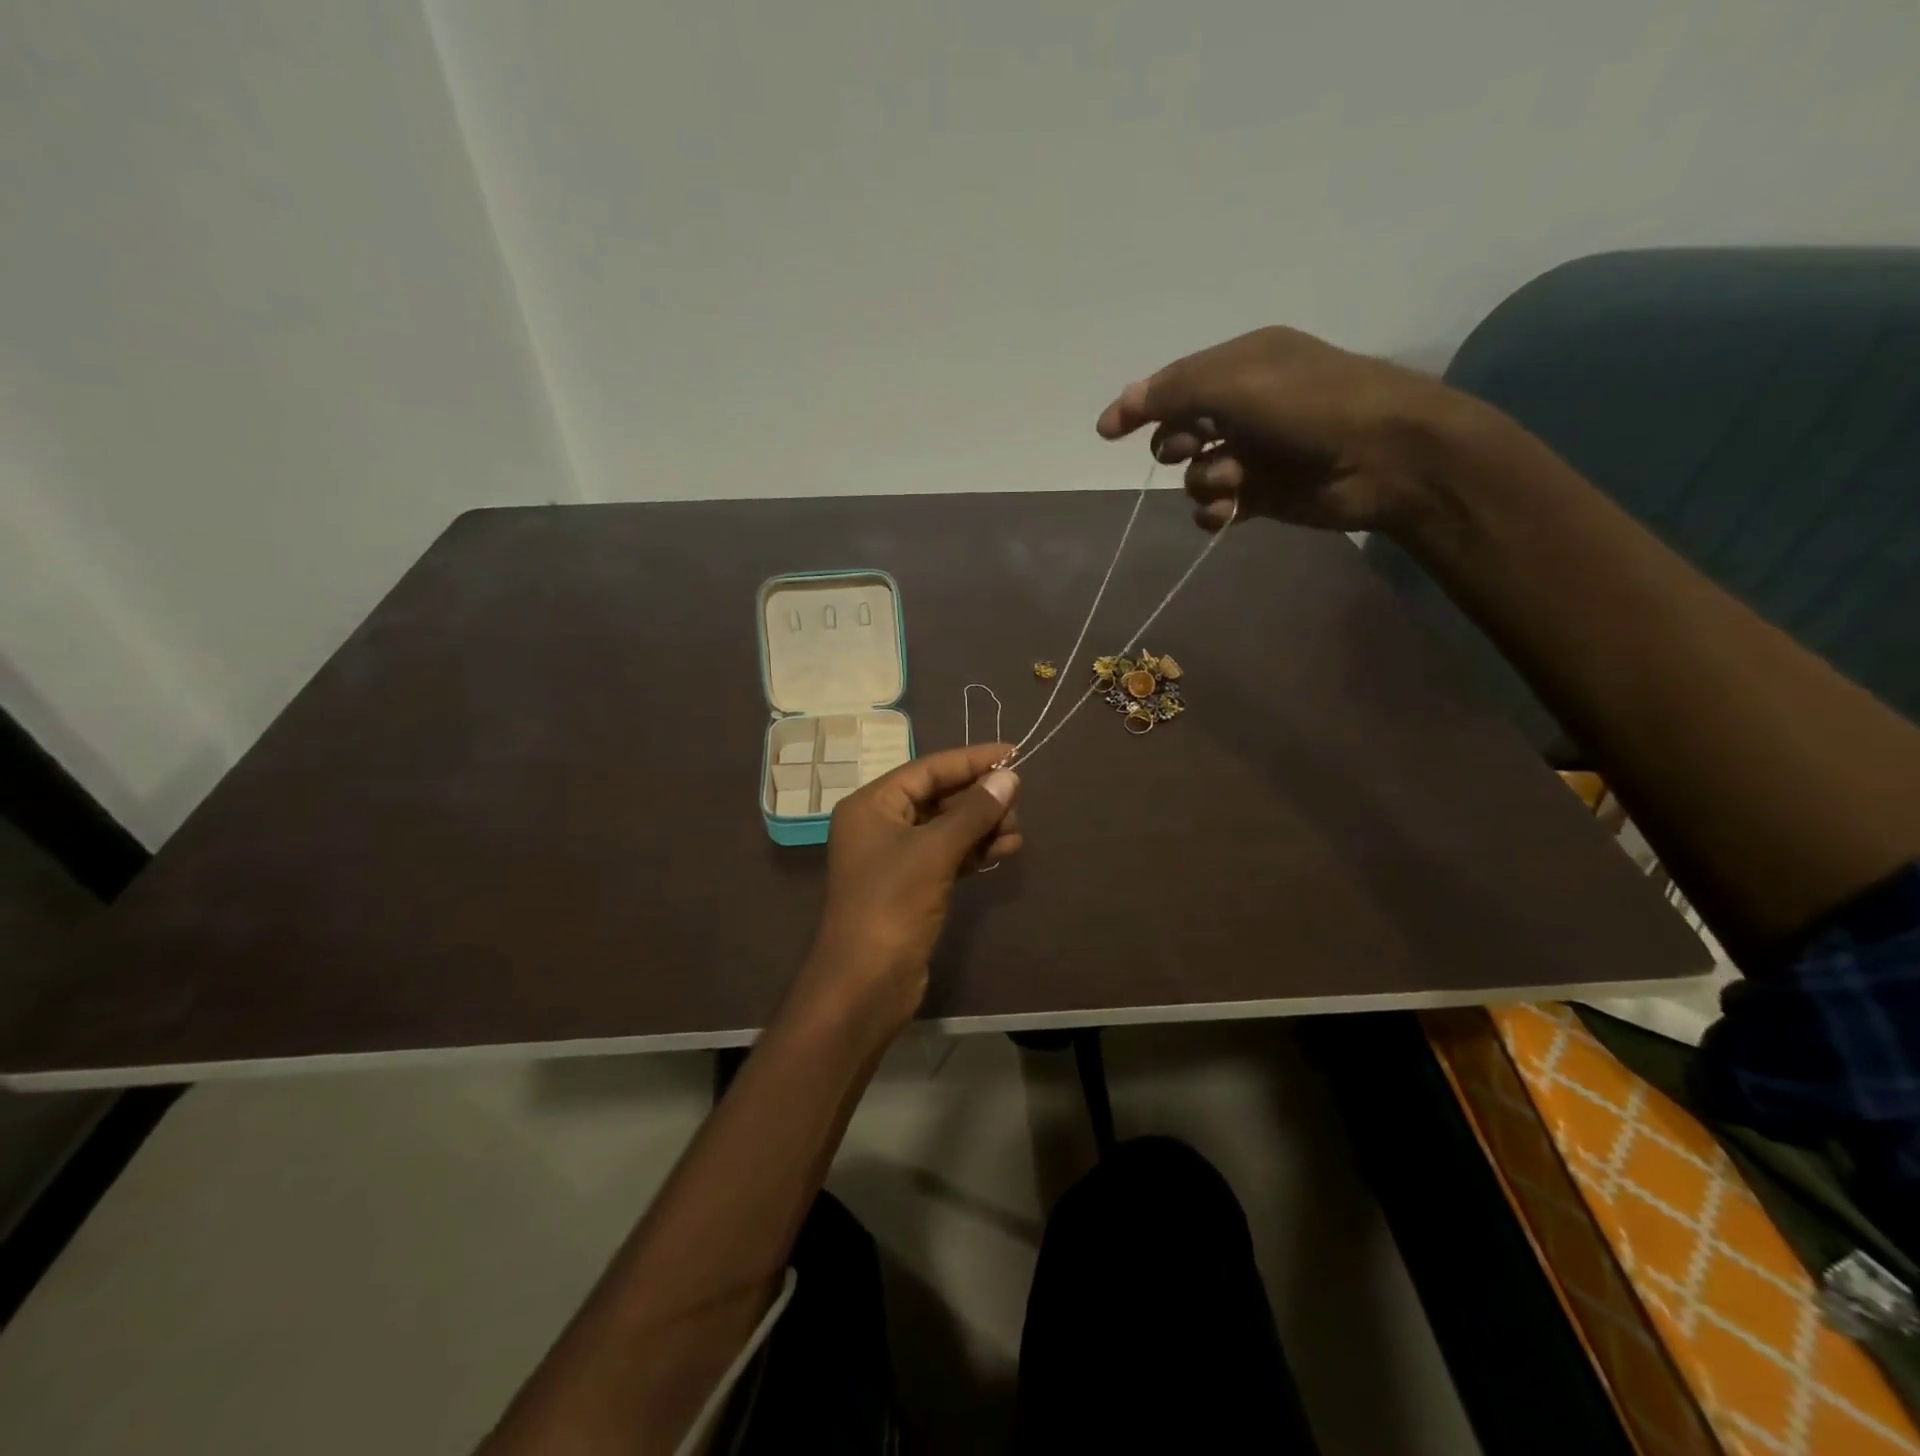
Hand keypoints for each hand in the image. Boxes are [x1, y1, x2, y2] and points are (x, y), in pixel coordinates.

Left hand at [801, 743, 1021, 1031]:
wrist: (865, 982)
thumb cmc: (892, 903)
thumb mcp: (935, 850)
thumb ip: (974, 811)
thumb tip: (1010, 778)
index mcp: (872, 805)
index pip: (928, 769)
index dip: (971, 760)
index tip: (1013, 753)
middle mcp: (880, 825)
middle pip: (938, 797)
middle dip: (979, 799)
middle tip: (1018, 803)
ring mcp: (895, 858)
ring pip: (946, 828)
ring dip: (982, 827)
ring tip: (1018, 832)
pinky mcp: (912, 887)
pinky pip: (948, 856)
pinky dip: (974, 851)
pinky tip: (1005, 849)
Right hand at [1096, 326, 1483, 535]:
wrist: (1386, 457)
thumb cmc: (1312, 405)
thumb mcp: (1237, 382)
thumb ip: (1175, 390)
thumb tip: (1123, 401)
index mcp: (1242, 365)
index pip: (1174, 384)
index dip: (1139, 407)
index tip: (1106, 432)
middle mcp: (1245, 407)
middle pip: (1179, 431)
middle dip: (1176, 443)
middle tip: (1192, 446)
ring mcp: (1254, 453)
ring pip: (1195, 474)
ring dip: (1204, 479)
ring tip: (1233, 480)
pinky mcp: (1262, 495)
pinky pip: (1215, 507)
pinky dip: (1215, 510)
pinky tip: (1229, 510)